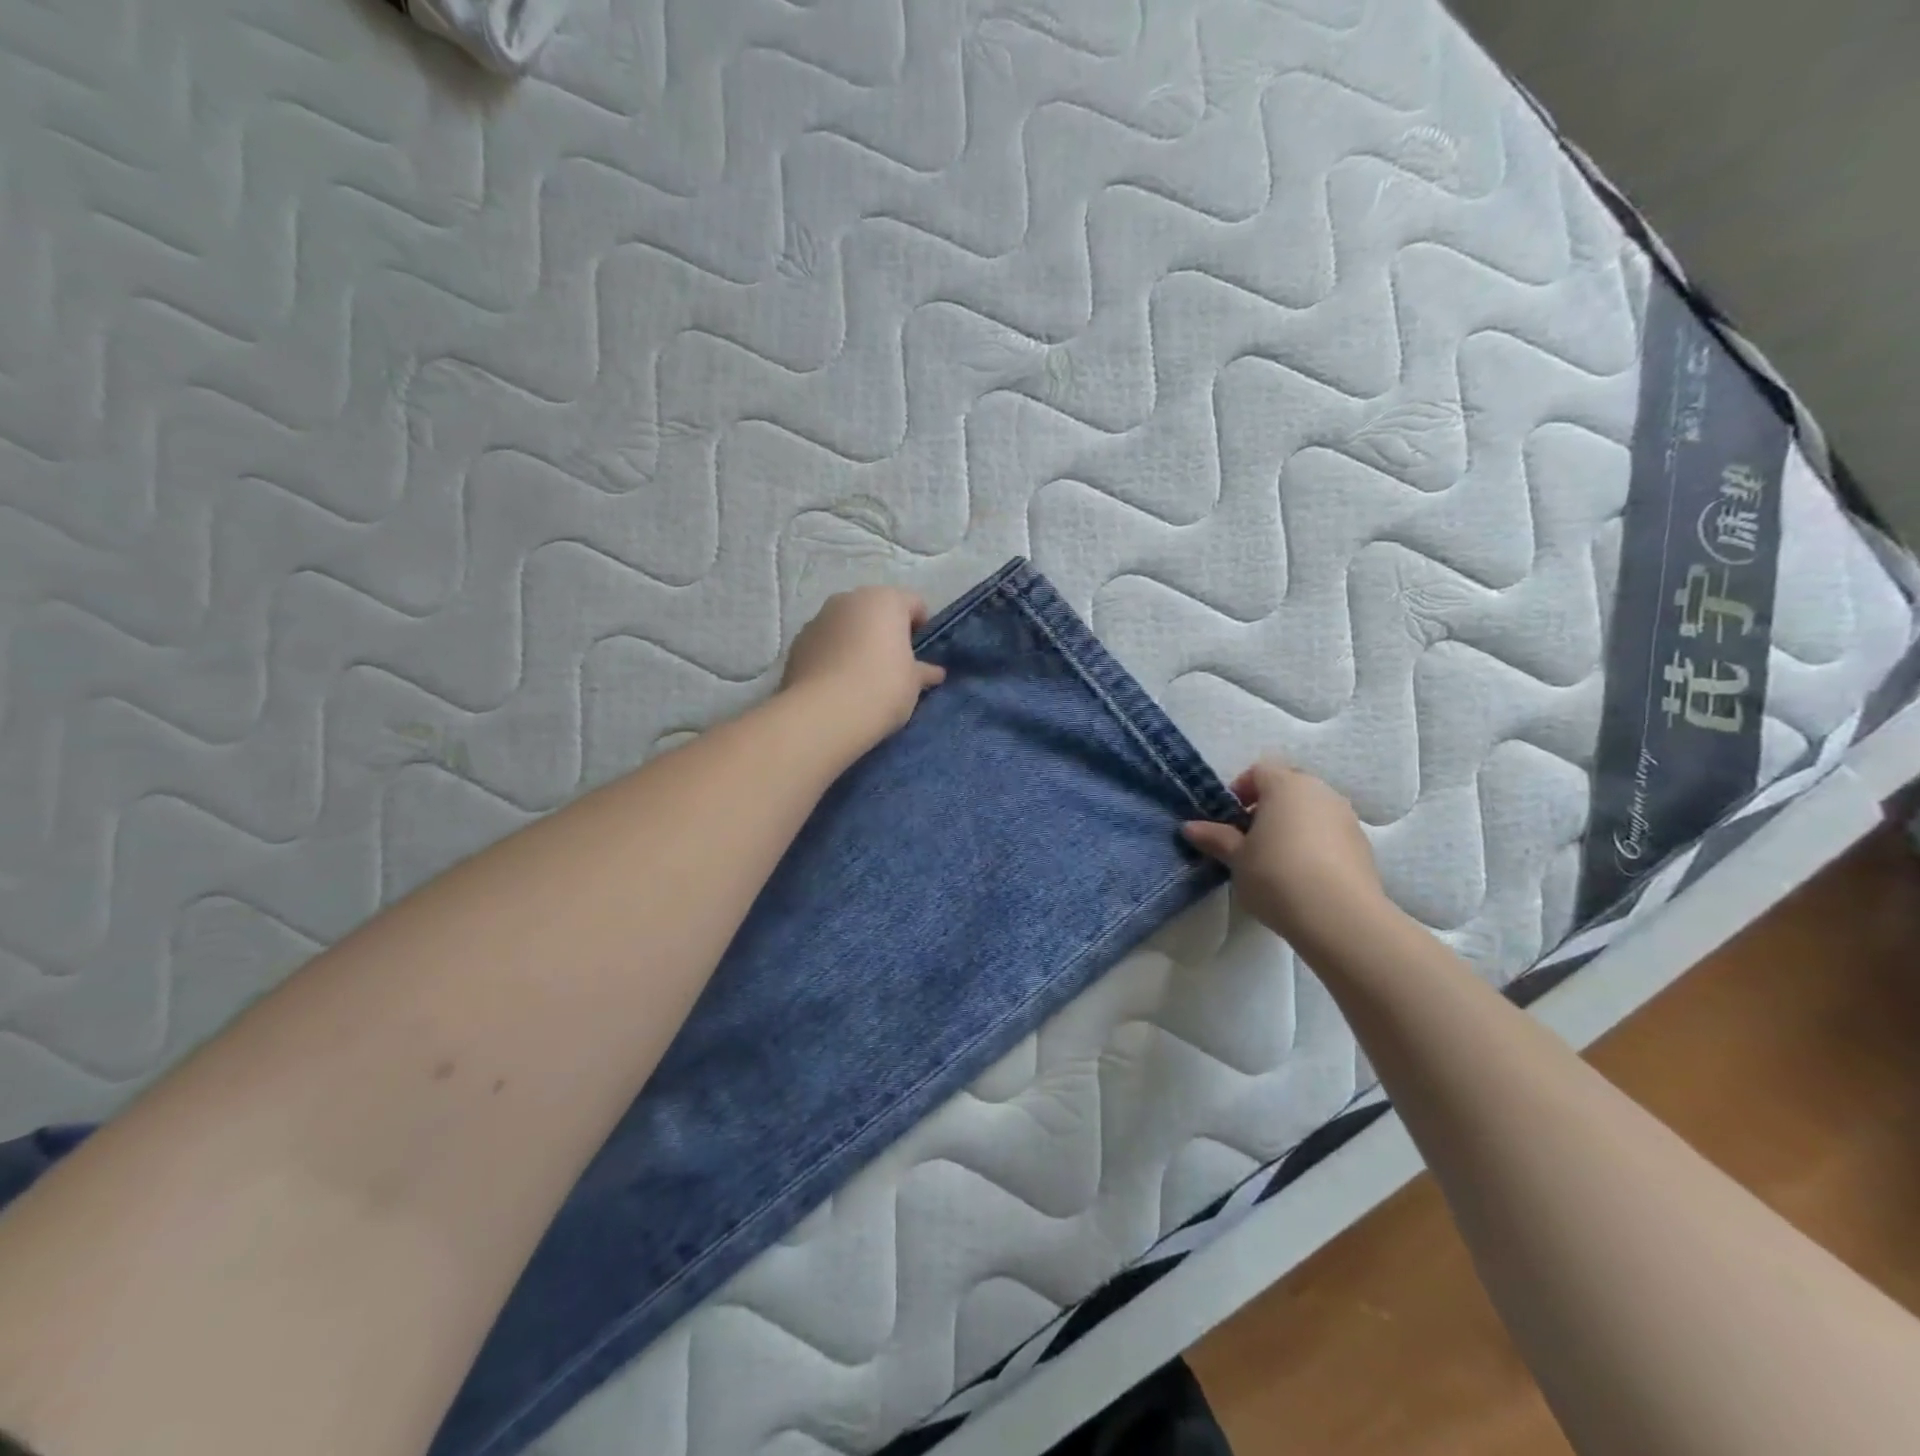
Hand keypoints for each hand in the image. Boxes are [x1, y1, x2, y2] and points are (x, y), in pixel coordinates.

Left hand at [781, 586, 946, 749]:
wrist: (825, 714)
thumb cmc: (882, 688)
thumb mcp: (913, 683)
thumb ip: (924, 672)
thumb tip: (935, 673)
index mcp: (885, 600)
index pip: (914, 604)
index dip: (922, 629)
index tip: (922, 656)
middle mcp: (849, 599)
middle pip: (876, 610)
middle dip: (885, 632)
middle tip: (893, 666)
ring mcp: (819, 618)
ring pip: (847, 625)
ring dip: (856, 642)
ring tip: (861, 678)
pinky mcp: (797, 642)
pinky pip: (825, 643)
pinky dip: (833, 655)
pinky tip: (837, 684)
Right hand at [1183, 760, 1389, 954]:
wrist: (1340, 917)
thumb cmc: (1276, 876)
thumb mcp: (1236, 859)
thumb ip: (1215, 838)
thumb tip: (1190, 827)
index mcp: (1286, 785)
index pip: (1259, 771)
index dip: (1240, 791)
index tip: (1229, 820)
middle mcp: (1320, 792)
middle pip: (1288, 788)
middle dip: (1266, 808)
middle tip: (1248, 839)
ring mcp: (1346, 817)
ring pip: (1311, 811)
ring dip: (1292, 826)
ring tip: (1275, 861)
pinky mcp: (1363, 846)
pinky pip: (1329, 834)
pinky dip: (1314, 845)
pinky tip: (1302, 876)